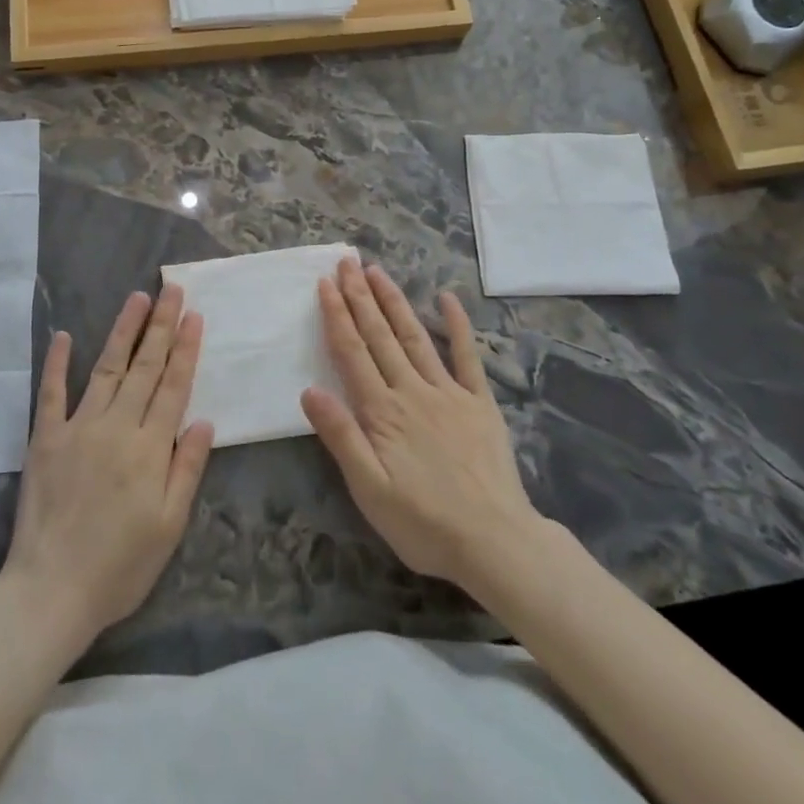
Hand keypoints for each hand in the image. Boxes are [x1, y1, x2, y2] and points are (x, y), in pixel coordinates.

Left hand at [0, 286, 214, 650]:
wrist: (50, 592)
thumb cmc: (120, 566)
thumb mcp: (170, 526)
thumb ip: (187, 468)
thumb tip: (204, 420)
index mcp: (149, 448)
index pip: (173, 386)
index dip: (186, 349)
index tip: (194, 316)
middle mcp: (116, 427)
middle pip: (144, 367)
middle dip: (161, 325)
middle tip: (173, 290)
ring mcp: (77, 428)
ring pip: (106, 368)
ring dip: (123, 331)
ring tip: (137, 298)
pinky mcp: (45, 439)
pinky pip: (51, 393)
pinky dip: (57, 362)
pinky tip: (63, 335)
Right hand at [302, 259, 538, 590]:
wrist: (494, 541)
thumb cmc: (423, 522)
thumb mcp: (369, 490)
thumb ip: (341, 437)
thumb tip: (309, 390)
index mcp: (382, 412)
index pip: (352, 353)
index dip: (337, 316)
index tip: (325, 284)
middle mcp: (412, 391)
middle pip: (380, 336)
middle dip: (361, 297)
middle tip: (347, 262)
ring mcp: (449, 392)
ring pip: (415, 337)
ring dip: (394, 302)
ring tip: (378, 272)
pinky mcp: (479, 402)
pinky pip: (467, 356)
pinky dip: (457, 326)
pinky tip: (447, 299)